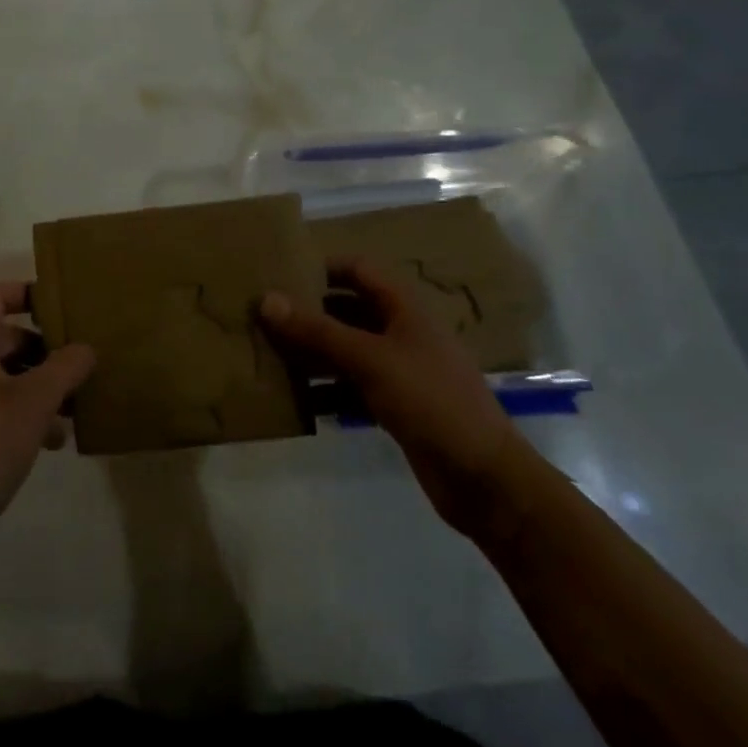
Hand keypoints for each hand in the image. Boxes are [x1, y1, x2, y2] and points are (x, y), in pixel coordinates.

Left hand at [0, 282, 96, 536]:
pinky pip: (1, 405)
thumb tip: (86, 347)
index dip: (25, 292)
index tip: (61, 305)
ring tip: (75, 407)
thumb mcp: (34, 403)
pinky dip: (27, 412)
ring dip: (40, 384)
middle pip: (5, 337)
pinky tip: (55, 440)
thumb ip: (64, 368)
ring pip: (7, 375)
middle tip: (79, 362)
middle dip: (44, 348)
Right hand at [261, 258, 533, 539]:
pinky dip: (325, 388)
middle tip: (262, 315)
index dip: (321, 266)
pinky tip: (294, 397)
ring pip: (345, 349)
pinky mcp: (394, 405)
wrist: (485, 480)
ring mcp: (398, 370)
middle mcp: (400, 332)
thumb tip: (265, 299)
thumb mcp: (370, 359)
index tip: (279, 272)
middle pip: (346, 309)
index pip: (357, 269)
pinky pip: (350, 385)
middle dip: (307, 312)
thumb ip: (317, 330)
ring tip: (268, 353)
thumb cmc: (432, 401)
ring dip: (311, 351)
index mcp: (404, 308)